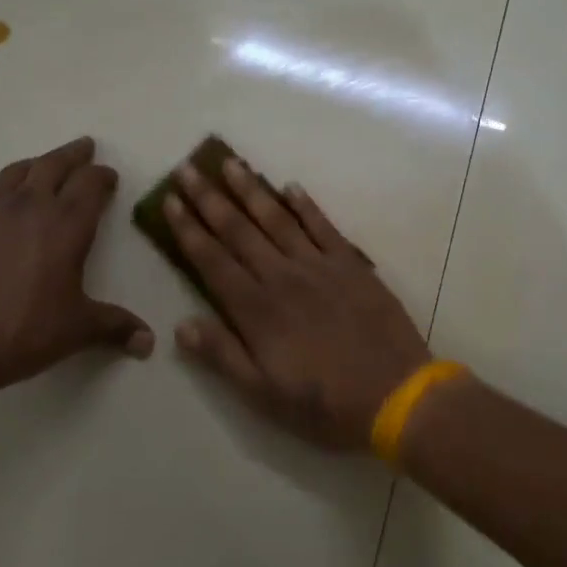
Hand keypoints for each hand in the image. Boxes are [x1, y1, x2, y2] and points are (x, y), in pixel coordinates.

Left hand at [0, 137, 151, 416]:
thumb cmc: (22, 332)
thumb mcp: (76, 330)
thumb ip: (115, 327)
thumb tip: (149, 341)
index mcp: (66, 226)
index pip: (89, 185)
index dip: (102, 176)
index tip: (110, 176)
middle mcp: (30, 207)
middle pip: (54, 164)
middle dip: (74, 155)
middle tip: (85, 147)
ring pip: (19, 171)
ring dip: (39, 162)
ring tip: (46, 164)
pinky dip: (10, 186)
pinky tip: (9, 204)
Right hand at [163, 156, 430, 448]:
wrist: (396, 395)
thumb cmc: (323, 403)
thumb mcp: (263, 394)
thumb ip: (222, 356)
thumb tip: (181, 325)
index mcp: (256, 309)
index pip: (212, 260)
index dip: (188, 230)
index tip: (170, 201)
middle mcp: (282, 277)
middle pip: (238, 231)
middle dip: (209, 199)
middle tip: (187, 169)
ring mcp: (319, 266)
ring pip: (276, 219)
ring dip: (250, 190)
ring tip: (229, 163)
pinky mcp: (351, 265)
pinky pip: (323, 226)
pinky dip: (305, 205)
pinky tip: (290, 187)